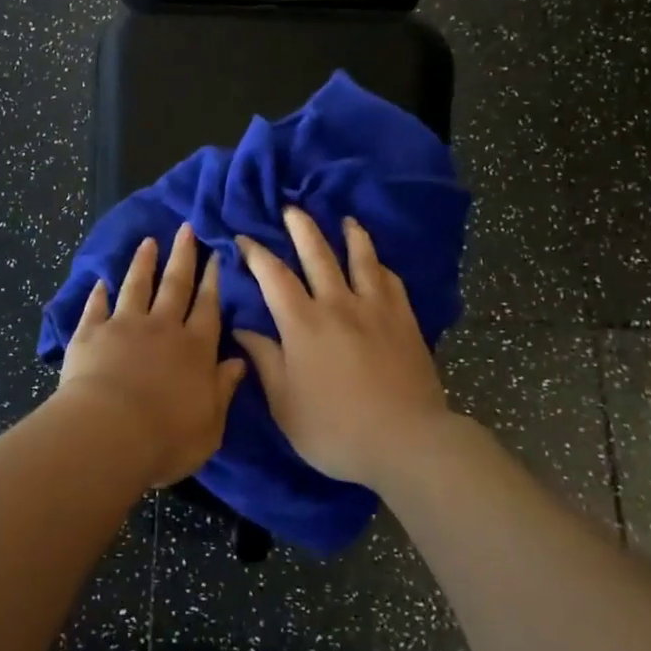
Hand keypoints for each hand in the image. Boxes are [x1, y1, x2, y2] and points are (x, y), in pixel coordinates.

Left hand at [57, 224, 247, 488]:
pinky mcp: (90, 333)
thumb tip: (239, 362)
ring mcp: (124, 326)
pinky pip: (96, 307)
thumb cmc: (166, 437)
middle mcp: (162, 328)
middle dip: (183, 256)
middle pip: (176, 285)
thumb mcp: (211, 424)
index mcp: (195, 349)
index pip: (208, 307)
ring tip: (148, 241)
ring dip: (143, 263)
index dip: (213, 280)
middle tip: (186, 228)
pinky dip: (98, 294)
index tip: (215, 255)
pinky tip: (100, 281)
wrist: (108, 433)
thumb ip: (223, 390)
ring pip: (137, 286)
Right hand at [235, 208, 450, 487]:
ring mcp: (375, 309)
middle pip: (317, 253)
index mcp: (303, 324)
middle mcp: (337, 304)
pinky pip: (390, 281)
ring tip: (345, 220)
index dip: (256, 253)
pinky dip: (380, 266)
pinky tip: (378, 263)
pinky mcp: (404, 320)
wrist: (407, 442)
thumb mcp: (285, 404)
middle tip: (291, 208)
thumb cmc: (335, 430)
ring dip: (350, 235)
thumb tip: (243, 328)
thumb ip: (265, 361)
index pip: (273, 276)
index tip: (243, 237)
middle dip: (301, 227)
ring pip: (360, 258)